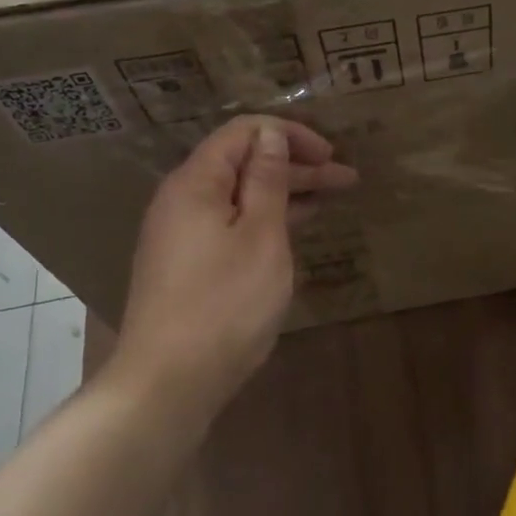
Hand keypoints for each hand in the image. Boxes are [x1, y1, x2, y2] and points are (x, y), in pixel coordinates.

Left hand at [113, 116, 356, 404]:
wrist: (169, 382)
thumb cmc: (225, 304)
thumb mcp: (261, 236)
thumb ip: (267, 181)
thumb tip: (271, 136)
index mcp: (196, 183)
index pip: (243, 133)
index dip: (290, 135)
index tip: (330, 155)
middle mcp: (182, 200)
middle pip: (243, 163)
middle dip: (296, 165)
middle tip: (347, 178)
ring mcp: (182, 234)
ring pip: (240, 196)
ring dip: (285, 193)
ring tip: (330, 197)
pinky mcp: (188, 263)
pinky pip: (231, 223)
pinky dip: (266, 219)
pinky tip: (294, 226)